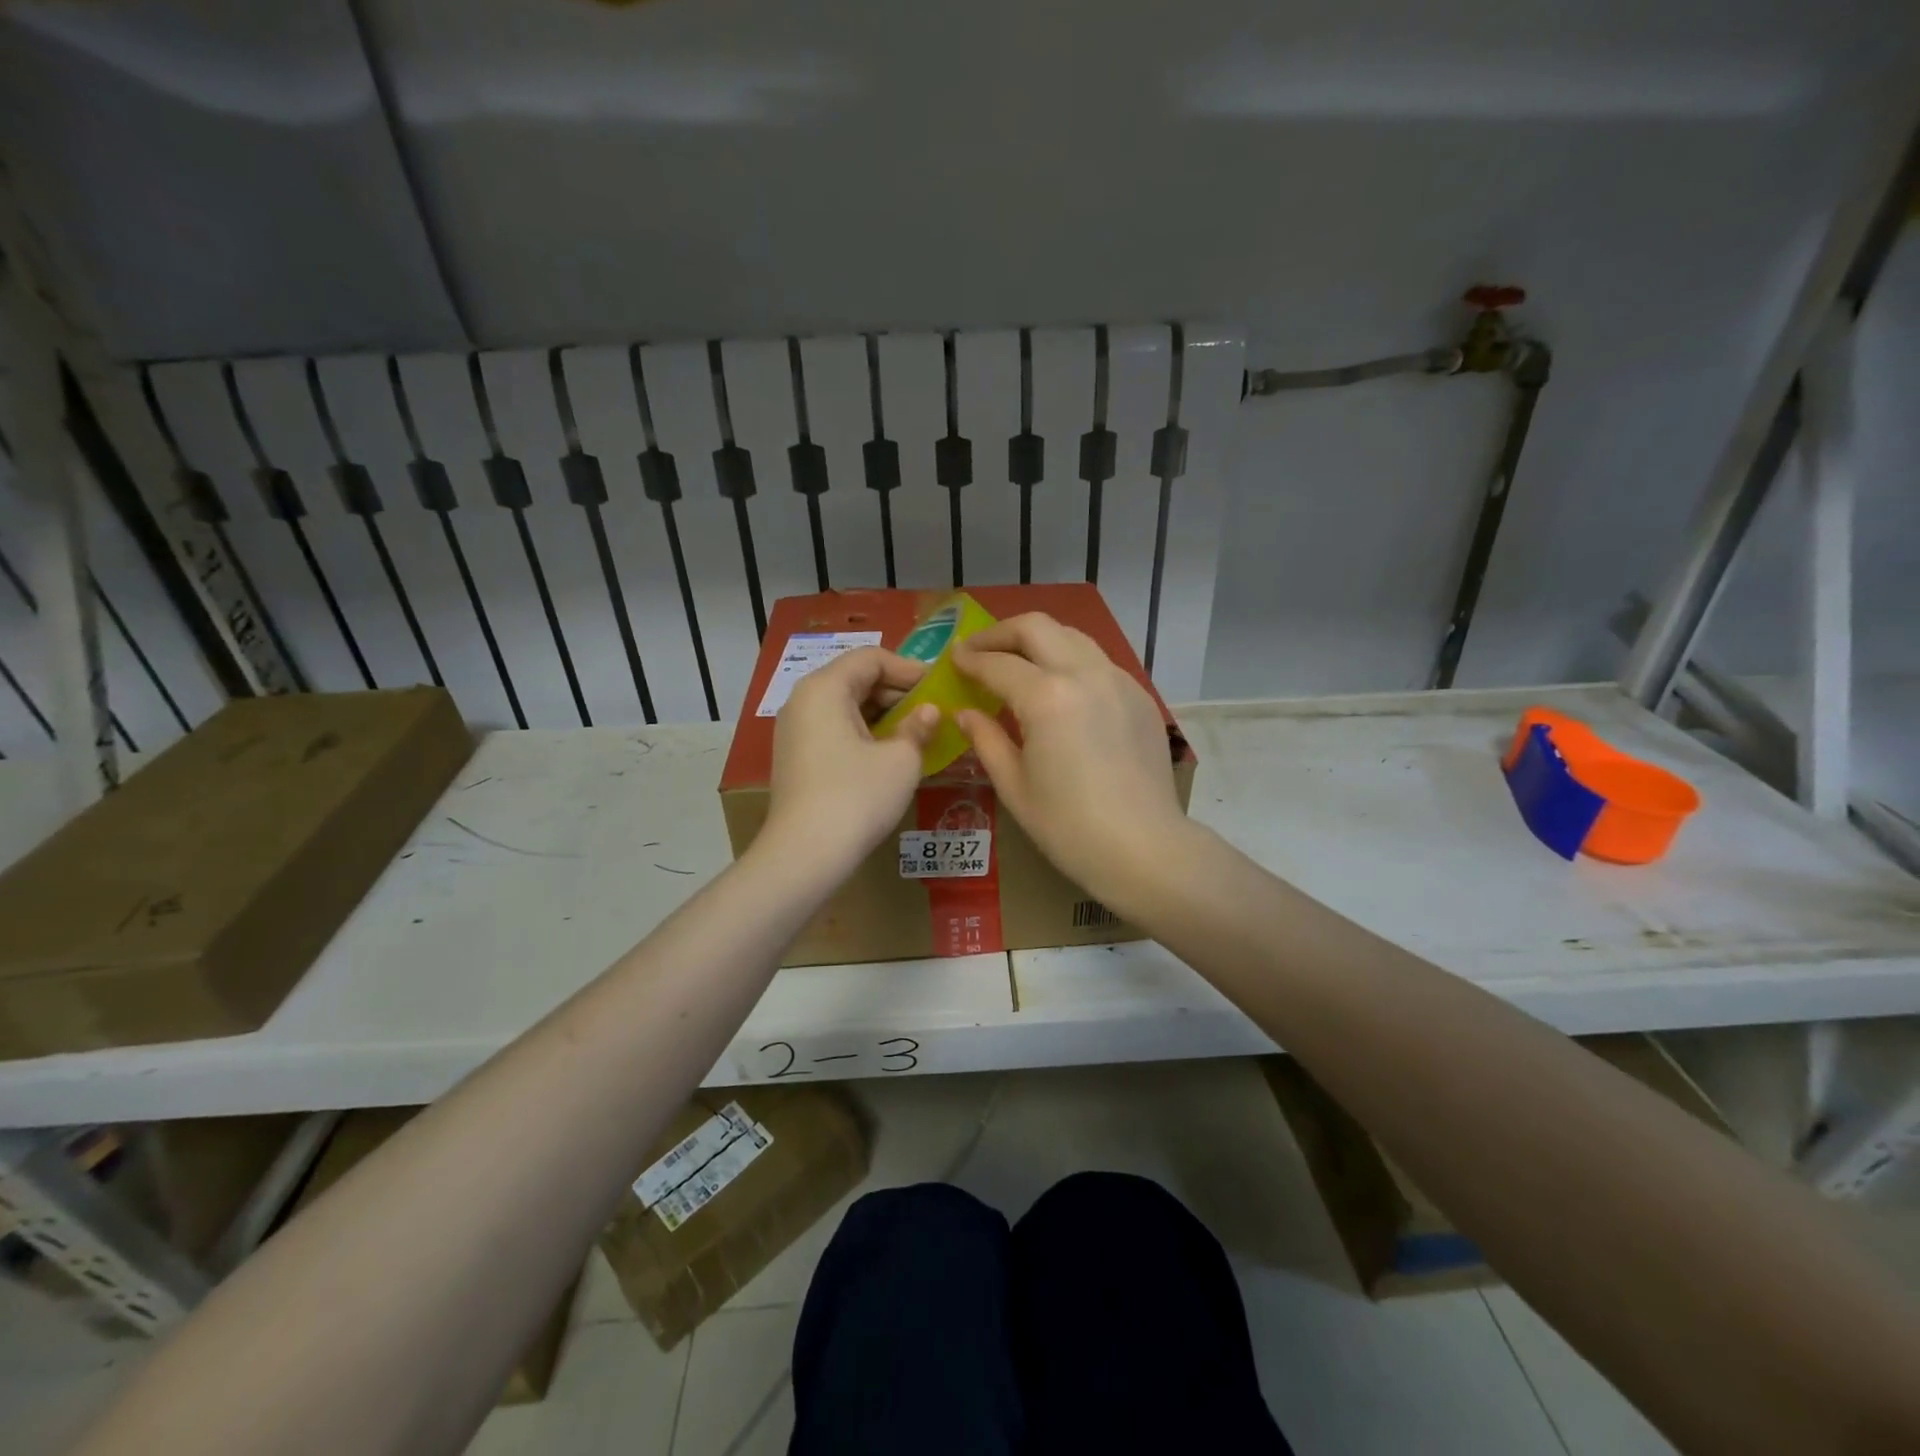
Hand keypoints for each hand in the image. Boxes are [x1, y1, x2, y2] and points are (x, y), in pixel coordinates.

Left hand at [762, 648, 938, 872]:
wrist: (805, 855)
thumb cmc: (857, 796)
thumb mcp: (900, 759)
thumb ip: (918, 727)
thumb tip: (928, 712)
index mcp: (825, 688)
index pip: (871, 658)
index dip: (909, 668)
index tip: (940, 687)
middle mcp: (803, 700)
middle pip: (855, 679)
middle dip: (897, 692)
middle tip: (933, 711)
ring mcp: (795, 730)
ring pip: (845, 706)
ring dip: (883, 714)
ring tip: (917, 732)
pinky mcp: (796, 757)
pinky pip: (834, 730)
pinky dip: (864, 733)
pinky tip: (890, 753)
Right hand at [952, 614, 1191, 910]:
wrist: (1143, 848)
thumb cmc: (1068, 826)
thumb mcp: (1014, 785)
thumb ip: (986, 739)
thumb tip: (965, 713)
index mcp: (1047, 697)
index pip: (997, 664)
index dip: (969, 659)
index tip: (953, 659)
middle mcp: (1084, 674)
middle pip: (1036, 628)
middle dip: (1001, 633)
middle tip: (979, 650)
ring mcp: (1118, 681)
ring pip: (1072, 637)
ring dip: (1038, 641)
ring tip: (1018, 662)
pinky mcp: (1139, 696)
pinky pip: (1098, 662)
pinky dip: (1070, 662)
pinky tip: (1060, 690)